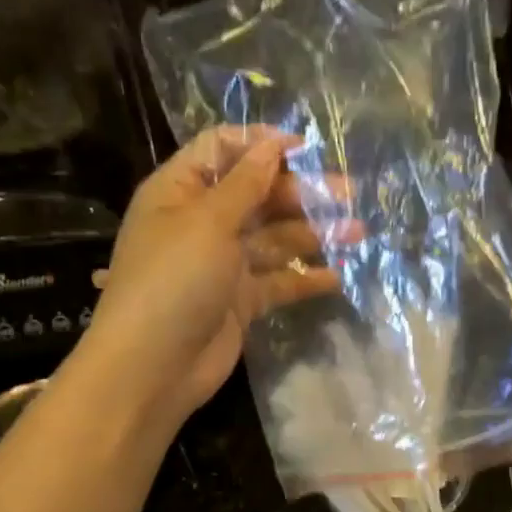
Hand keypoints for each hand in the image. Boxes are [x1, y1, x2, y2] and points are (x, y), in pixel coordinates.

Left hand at [84, 126, 357, 422]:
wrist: (154, 366)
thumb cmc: (174, 280)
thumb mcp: (209, 222)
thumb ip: (246, 184)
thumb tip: (272, 146)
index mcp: (181, 192)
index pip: (222, 150)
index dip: (262, 145)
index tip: (307, 148)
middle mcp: (203, 222)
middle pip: (257, 194)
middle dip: (302, 192)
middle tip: (349, 195)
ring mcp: (223, 263)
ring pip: (275, 238)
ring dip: (314, 233)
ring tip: (357, 233)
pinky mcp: (241, 300)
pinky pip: (279, 281)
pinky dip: (305, 278)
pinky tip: (337, 277)